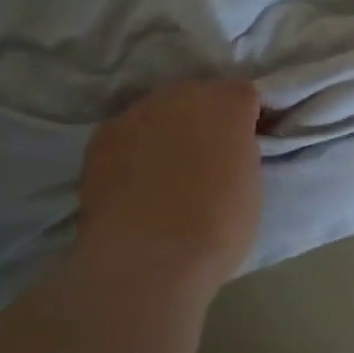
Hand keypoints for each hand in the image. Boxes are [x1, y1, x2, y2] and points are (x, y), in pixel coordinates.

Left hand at [79, 78, 264, 298]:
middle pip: (197, 96)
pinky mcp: (102, 137)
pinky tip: (134, 183)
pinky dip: (133, 151)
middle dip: (203, 119)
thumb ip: (239, 154)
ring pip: (158, 113)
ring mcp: (137, 112)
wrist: (148, 258)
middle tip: (205, 159)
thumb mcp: (251, 186)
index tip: (244, 145)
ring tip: (165, 173)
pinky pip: (127, 135)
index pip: (243, 94)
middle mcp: (181, 95)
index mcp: (226, 104)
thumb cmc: (217, 227)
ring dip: (166, 132)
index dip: (245, 119)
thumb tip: (225, 152)